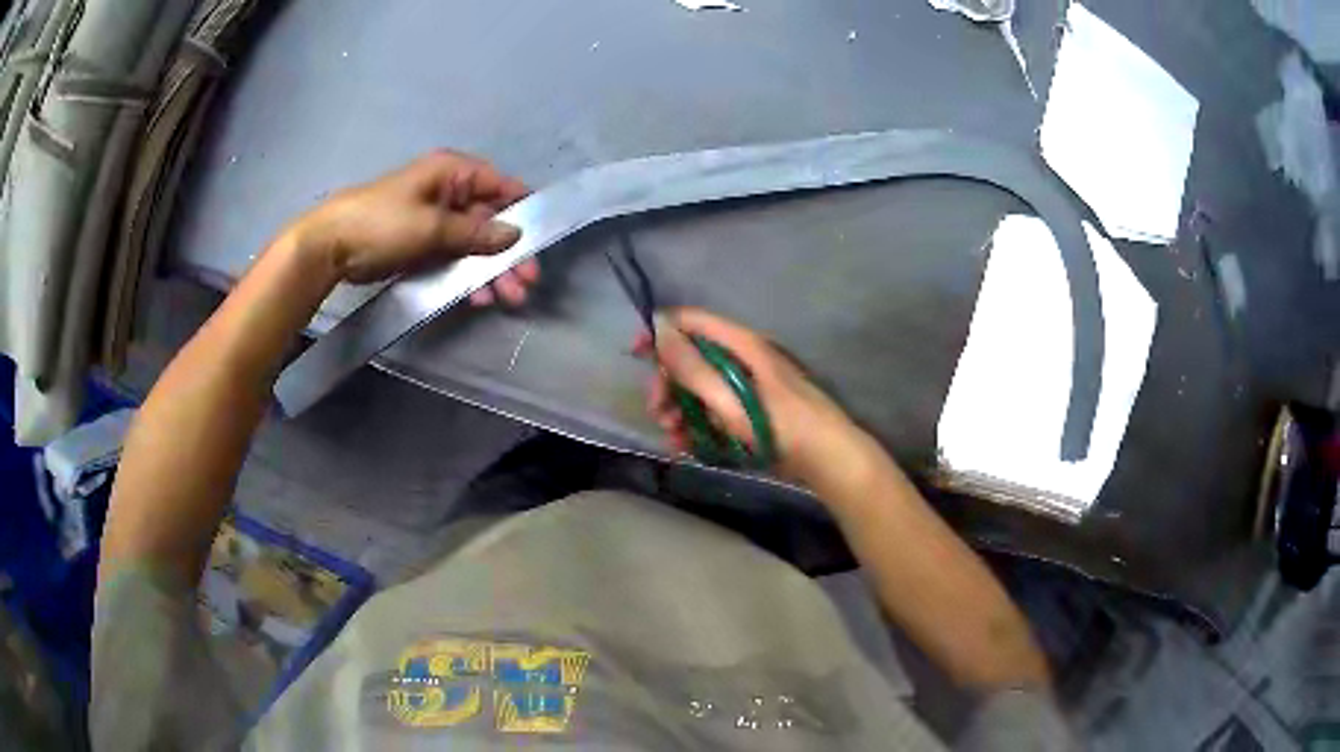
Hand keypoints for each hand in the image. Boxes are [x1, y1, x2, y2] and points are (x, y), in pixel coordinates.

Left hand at [287, 150, 539, 304]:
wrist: (330, 247)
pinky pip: (454, 258)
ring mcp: (436, 220)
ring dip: (491, 270)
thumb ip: (475, 233)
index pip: (501, 186)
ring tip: (506, 299)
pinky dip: (466, 276)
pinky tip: (476, 298)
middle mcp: (450, 192)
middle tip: (526, 284)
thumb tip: (516, 235)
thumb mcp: (431, 226)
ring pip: (474, 244)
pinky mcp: (424, 245)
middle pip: (491, 221)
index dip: (524, 212)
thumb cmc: (382, 223)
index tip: (541, 242)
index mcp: (453, 173)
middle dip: (508, 253)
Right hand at [636, 307, 883, 491]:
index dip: (661, 332)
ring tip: (673, 436)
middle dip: (668, 384)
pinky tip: (688, 446)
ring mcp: (748, 386)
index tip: (635, 355)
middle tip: (658, 413)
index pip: (692, 321)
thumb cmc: (781, 427)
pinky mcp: (751, 412)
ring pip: (700, 388)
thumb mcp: (730, 400)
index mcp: (742, 345)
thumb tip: (658, 328)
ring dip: (680, 410)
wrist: (828, 460)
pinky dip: (698, 425)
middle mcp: (743, 359)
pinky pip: (715, 411)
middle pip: (692, 359)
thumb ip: (692, 367)